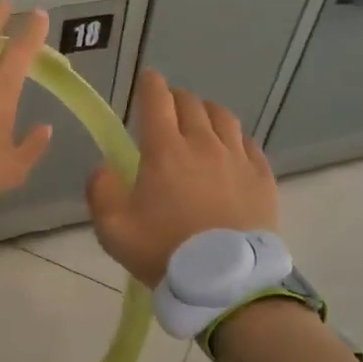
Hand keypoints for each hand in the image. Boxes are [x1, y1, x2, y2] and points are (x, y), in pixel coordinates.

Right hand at [86, 69, 277, 288]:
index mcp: (165, 150)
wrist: (225, 282)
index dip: (150, 85)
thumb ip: (101, 191)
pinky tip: (230, 148)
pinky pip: (248, 143)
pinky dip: (234, 137)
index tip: (147, 80)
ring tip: (200, 122)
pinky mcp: (261, 176)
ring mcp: (237, 158)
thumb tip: (104, 167)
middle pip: (191, 104)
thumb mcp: (114, 229)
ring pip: (223, 117)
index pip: (157, 100)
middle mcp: (203, 143)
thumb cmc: (164, 252)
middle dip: (176, 99)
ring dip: (207, 112)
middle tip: (168, 108)